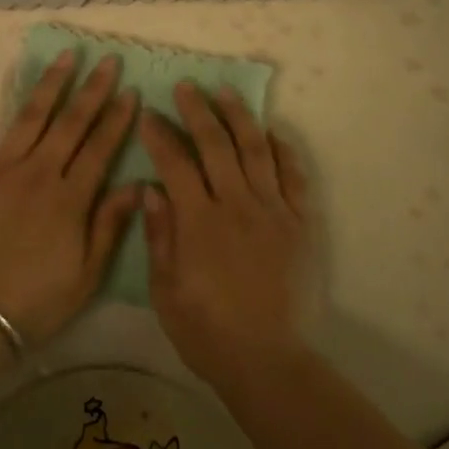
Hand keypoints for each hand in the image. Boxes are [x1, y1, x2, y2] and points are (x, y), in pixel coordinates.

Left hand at [0, 53, 141, 344]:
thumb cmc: (34, 301)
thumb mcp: (86, 275)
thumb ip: (110, 225)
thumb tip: (138, 184)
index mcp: (69, 198)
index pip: (100, 148)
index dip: (117, 118)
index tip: (130, 90)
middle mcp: (37, 173)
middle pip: (70, 123)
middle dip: (91, 89)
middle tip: (106, 59)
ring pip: (29, 117)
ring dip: (49, 84)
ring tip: (65, 56)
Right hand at [141, 83, 311, 389]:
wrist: (269, 361)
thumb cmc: (207, 331)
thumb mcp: (165, 291)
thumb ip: (159, 236)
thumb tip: (150, 189)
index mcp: (199, 222)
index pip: (175, 164)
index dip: (159, 136)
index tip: (148, 115)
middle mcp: (236, 205)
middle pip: (216, 144)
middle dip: (197, 111)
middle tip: (186, 87)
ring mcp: (273, 211)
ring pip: (256, 150)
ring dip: (239, 117)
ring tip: (226, 92)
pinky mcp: (300, 223)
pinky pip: (293, 176)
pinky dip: (283, 150)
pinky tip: (272, 132)